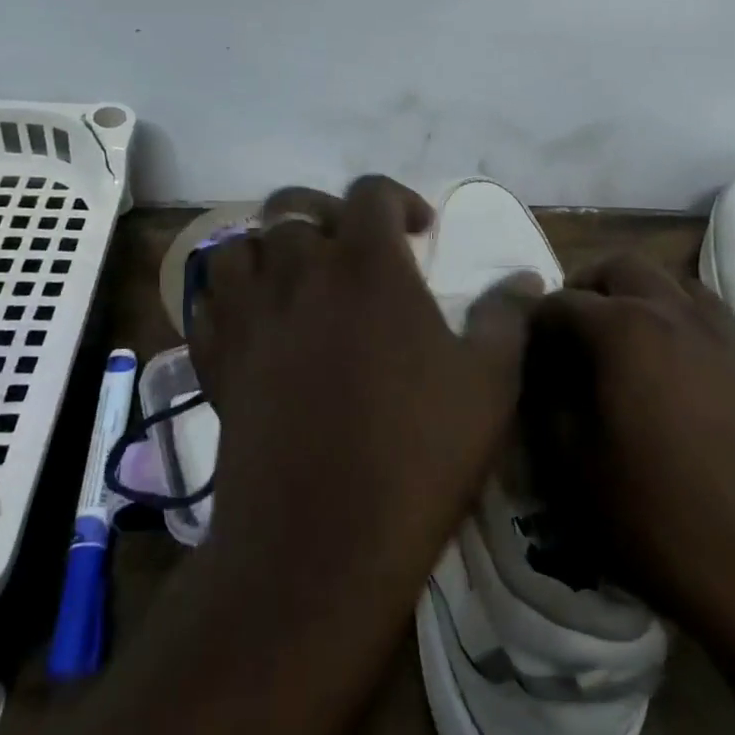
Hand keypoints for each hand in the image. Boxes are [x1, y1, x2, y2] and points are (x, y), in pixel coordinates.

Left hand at [187, 176, 537, 610]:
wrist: (319, 541)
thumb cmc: (416, 453)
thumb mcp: (489, 383)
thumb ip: (507, 318)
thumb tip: (525, 279)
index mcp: (366, 264)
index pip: (371, 192)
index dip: (399, 199)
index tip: (420, 232)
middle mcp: (299, 272)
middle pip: (293, 206)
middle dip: (328, 214)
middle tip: (354, 250)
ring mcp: (249, 315)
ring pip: (240, 245)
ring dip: (270, 248)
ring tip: (298, 277)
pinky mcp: (216, 360)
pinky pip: (209, 301)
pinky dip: (230, 295)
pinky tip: (258, 321)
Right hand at [529, 254, 734, 684]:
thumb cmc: (666, 524)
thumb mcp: (577, 471)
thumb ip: (549, 407)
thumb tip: (545, 377)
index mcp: (624, 330)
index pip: (560, 302)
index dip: (535, 325)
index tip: (528, 354)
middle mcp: (676, 312)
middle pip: (621, 266)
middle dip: (587, 288)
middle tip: (574, 333)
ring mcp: (729, 332)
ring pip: (674, 282)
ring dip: (641, 297)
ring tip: (628, 345)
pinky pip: (716, 317)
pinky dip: (686, 322)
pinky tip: (684, 369)